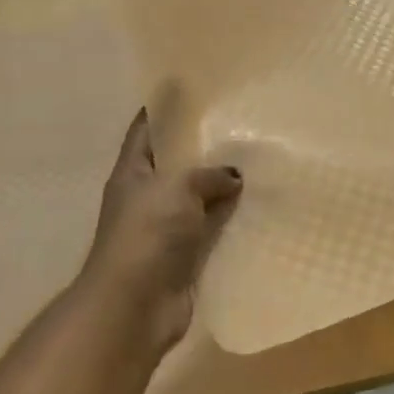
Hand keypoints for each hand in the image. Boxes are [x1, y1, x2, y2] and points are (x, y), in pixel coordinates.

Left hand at [74, 109, 241, 353]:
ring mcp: (167, 228)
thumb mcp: (176, 188)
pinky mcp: (187, 255)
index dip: (164, 109)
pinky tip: (261, 206)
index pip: (146, 130)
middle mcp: (148, 196)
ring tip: (260, 161)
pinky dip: (232, 220)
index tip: (192, 90)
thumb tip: (233, 176)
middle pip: (177, 164)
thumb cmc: (147, 233)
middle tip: (242, 123)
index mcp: (133, 172)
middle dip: (204, 147)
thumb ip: (206, 174)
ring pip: (199, 197)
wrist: (136, 304)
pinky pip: (213, 229)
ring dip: (223, 186)